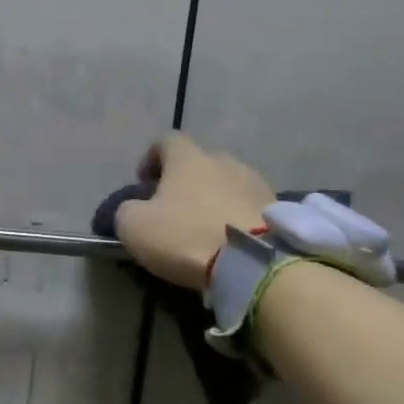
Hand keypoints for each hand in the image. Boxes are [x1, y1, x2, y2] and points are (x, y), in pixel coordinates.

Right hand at [113, 133, 274, 289]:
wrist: (254, 263)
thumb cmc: (186, 236)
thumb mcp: (134, 226)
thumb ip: (127, 210)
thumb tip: (133, 209)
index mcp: (188, 159)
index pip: (167, 140)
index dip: (152, 157)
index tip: (144, 182)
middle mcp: (224, 161)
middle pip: (201, 161)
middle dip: (187, 180)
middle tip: (175, 207)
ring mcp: (255, 183)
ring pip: (228, 183)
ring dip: (214, 198)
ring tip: (206, 226)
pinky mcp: (276, 209)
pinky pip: (249, 205)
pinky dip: (236, 216)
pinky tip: (229, 239)